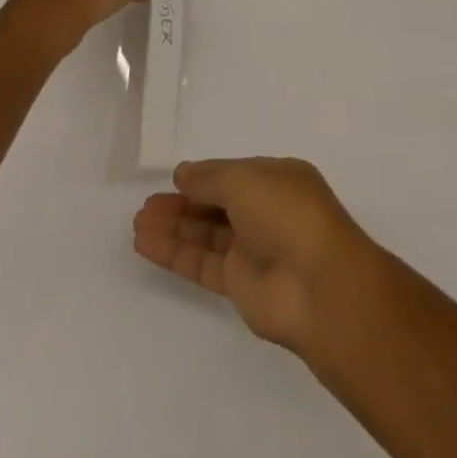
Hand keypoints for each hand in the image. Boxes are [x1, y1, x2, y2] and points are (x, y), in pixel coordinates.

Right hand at [132, 157, 378, 355]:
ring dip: (174, 227)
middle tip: (146, 205)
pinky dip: (175, 253)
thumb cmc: (286, 213)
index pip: (234, 174)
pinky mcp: (239, 284)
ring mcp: (253, 249)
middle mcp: (266, 211)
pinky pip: (201, 262)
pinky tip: (146, 244)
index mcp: (278, 179)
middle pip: (218, 204)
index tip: (173, 179)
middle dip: (184, 203)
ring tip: (138, 223)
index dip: (204, 176)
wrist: (317, 283)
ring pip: (207, 234)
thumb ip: (210, 178)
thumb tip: (183, 173)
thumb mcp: (246, 180)